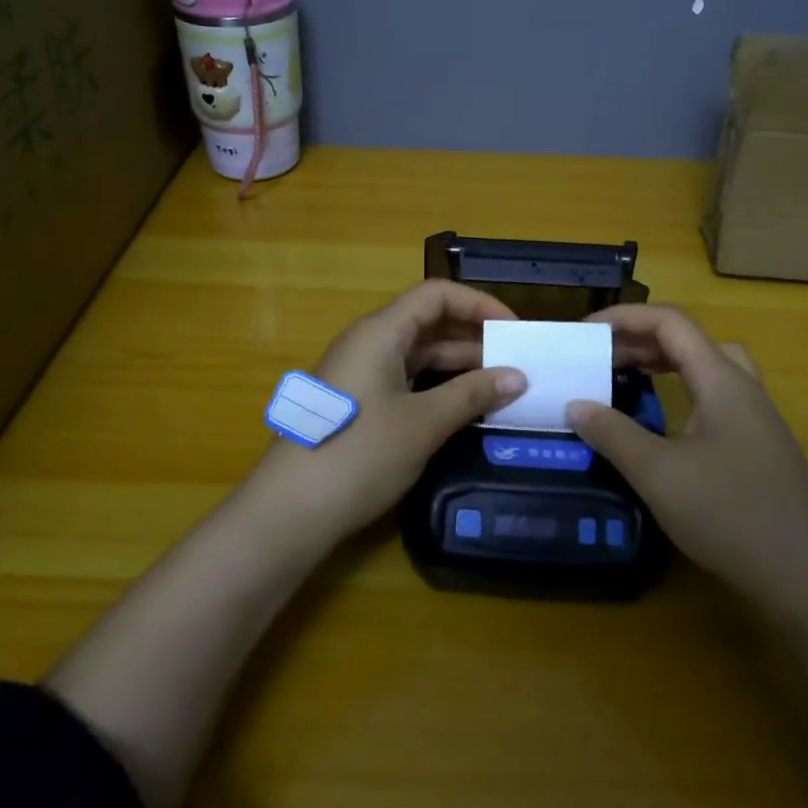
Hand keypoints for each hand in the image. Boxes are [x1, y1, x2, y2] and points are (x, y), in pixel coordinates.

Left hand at [254, 280, 526, 540]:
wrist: (290, 511)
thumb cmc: (359, 455)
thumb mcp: (423, 424)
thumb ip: (472, 394)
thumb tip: (517, 377)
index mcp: (380, 332)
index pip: (436, 295)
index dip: (478, 304)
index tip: (514, 331)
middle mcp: (368, 343)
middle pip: (428, 323)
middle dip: (474, 338)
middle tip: (517, 364)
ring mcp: (360, 374)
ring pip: (419, 355)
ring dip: (459, 367)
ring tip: (502, 389)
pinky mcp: (359, 403)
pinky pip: (406, 381)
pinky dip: (438, 388)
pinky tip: (466, 409)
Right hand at [568, 304, 807, 608]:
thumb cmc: (732, 516)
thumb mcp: (659, 475)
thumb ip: (614, 434)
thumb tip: (576, 405)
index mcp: (722, 381)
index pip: (670, 322)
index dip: (624, 317)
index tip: (585, 332)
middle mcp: (743, 388)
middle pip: (689, 339)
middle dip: (640, 339)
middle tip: (601, 357)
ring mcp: (756, 418)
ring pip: (707, 367)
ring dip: (665, 361)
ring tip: (628, 377)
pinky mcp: (759, 447)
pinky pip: (715, 396)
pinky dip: (682, 390)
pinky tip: (664, 423)